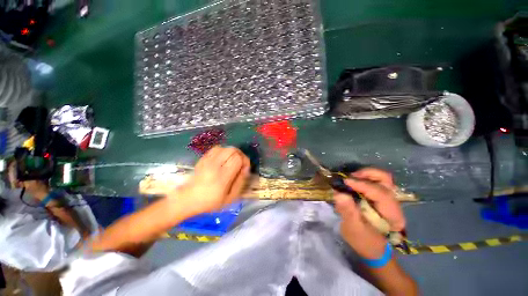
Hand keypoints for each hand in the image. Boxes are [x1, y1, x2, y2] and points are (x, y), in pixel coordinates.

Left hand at [175, 146, 250, 214]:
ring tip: (232, 161)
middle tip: (240, 163)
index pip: (237, 159)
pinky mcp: (202, 158)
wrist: (187, 199)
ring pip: (224, 147)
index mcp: (222, 177)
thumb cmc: (210, 202)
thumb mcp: (230, 197)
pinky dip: (223, 151)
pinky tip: (223, 159)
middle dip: (240, 154)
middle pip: (232, 150)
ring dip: (231, 152)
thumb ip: (240, 182)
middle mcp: (214, 165)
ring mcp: (207, 160)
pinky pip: (216, 149)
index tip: (245, 168)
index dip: (245, 160)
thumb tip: (245, 168)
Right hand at [334, 168, 405, 258]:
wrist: (374, 249)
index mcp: (392, 215)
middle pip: (386, 179)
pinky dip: (364, 179)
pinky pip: (376, 182)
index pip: (380, 193)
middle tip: (350, 177)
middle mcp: (394, 204)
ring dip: (365, 175)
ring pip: (382, 178)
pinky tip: (354, 183)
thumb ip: (348, 211)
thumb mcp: (353, 229)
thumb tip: (339, 194)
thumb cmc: (364, 242)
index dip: (362, 184)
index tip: (345, 181)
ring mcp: (389, 200)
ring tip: (351, 179)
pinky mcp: (382, 198)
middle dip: (367, 174)